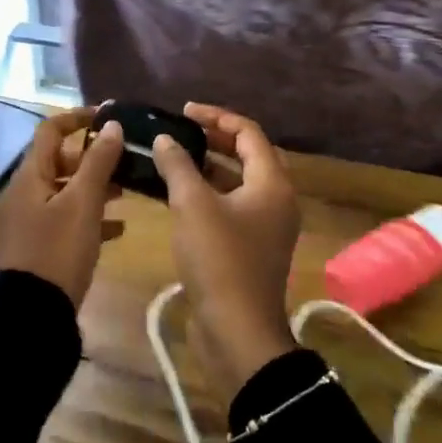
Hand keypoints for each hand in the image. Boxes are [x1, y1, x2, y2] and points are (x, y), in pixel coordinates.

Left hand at [0, 107, 126, 308]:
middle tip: (124, 160)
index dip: (77, 118)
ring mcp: (30, 221)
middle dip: (92, 158)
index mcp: (29, 177)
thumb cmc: (58, 250)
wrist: (32, 314)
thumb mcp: (83, 203)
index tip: (108, 116)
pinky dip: (89, 216)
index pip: (50, 131)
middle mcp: (25, 193)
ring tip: (127, 191)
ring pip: (65, 191)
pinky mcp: (38, 246)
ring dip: (94, 187)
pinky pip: (66, 219)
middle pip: (59, 161)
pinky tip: (117, 228)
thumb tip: (112, 125)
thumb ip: (99, 163)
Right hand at [150, 104, 301, 395]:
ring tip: (174, 156)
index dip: (216, 117)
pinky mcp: (250, 247)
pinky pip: (230, 206)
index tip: (184, 111)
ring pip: (238, 182)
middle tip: (181, 130)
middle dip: (214, 139)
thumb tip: (165, 139)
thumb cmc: (219, 260)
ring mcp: (265, 226)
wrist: (237, 331)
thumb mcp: (193, 205)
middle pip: (248, 155)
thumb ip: (178, 165)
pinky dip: (207, 193)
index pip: (249, 133)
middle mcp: (276, 200)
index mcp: (272, 184)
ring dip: (208, 166)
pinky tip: (176, 193)